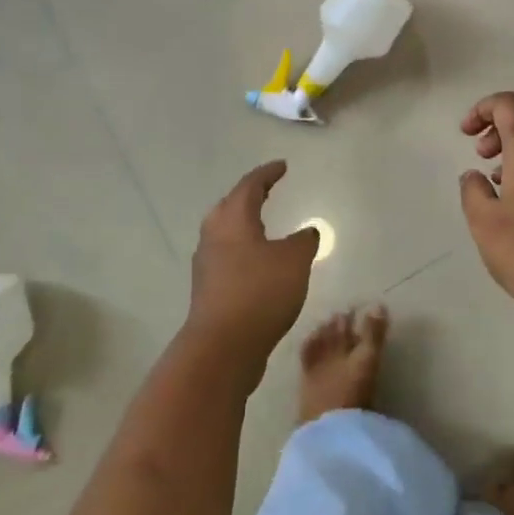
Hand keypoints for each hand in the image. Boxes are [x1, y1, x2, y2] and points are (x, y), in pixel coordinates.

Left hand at [187, 161, 321, 377]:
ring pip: (224, 232)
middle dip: (248, 196)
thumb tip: (307, 231)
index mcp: (233, 219)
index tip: (282, 166)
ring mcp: (206, 264)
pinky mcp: (207, 289)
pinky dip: (242, 250)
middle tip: (267, 192)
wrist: (222, 347)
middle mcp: (213, 235)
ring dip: (243, 225)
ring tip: (263, 226)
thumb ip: (304, 241)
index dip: (267, 173)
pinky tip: (257, 264)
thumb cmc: (260, 292)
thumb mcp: (294, 261)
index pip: (250, 185)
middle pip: (229, 206)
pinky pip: (226, 257)